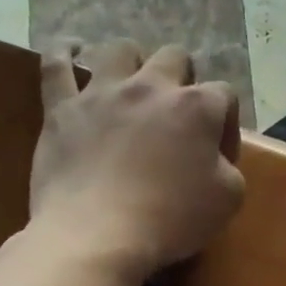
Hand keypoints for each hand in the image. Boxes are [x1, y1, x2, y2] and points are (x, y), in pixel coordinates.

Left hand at [27, 39, 244, 283]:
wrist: (98, 236)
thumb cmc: (172, 219)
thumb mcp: (229, 199)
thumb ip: (229, 166)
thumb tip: (214, 157)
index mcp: (198, 107)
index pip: (225, 95)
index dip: (226, 123)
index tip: (218, 154)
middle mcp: (152, 87)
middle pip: (175, 57)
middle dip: (183, 79)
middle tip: (178, 114)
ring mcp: (102, 92)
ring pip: (120, 50)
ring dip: (133, 63)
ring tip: (132, 84)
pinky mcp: (62, 108)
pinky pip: (56, 64)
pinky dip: (64, 52)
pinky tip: (71, 50)